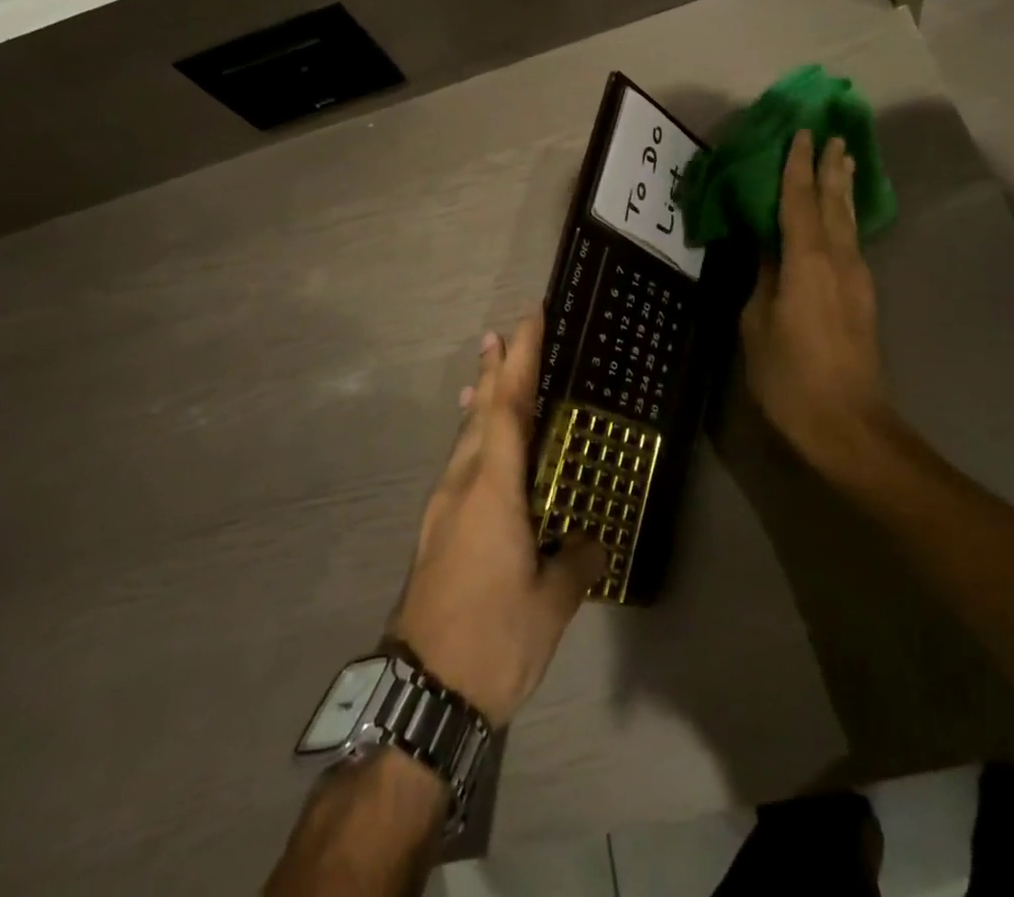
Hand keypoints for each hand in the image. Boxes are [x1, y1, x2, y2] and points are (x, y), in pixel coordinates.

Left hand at [390, 312, 606, 726]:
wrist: (420, 693)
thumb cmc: (491, 638)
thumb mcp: (550, 604)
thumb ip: (575, 561)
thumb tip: (593, 541)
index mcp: (492, 489)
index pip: (507, 407)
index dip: (517, 360)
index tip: (526, 319)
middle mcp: (462, 485)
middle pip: (479, 413)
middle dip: (492, 370)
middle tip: (501, 332)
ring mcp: (442, 508)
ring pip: (464, 437)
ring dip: (478, 401)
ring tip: (486, 373)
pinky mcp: (435, 531)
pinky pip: (458, 464)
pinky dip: (472, 437)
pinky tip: (478, 446)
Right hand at [740, 131, 892, 476]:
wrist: (847, 423)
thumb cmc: (789, 376)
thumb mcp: (757, 325)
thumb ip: (763, 279)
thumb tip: (768, 249)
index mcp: (807, 261)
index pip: (799, 201)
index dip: (798, 166)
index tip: (803, 133)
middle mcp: (838, 260)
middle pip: (834, 203)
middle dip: (832, 168)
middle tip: (834, 135)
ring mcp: (857, 278)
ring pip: (849, 221)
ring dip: (843, 189)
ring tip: (845, 161)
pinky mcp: (863, 297)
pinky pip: (851, 242)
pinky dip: (844, 218)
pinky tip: (840, 217)